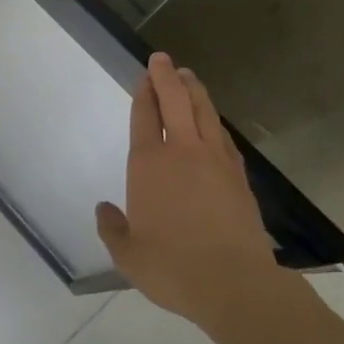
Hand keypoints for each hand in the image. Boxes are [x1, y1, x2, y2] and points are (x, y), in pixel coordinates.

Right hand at [96, 53, 282, 327]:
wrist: (234, 284)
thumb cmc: (172, 267)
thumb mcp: (127, 255)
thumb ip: (112, 228)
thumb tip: (104, 209)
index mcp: (149, 164)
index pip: (144, 116)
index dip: (144, 92)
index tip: (144, 75)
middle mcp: (181, 152)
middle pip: (175, 101)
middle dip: (167, 77)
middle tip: (163, 59)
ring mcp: (214, 161)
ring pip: (204, 112)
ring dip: (194, 91)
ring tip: (189, 76)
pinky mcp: (238, 176)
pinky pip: (223, 137)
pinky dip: (215, 121)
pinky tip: (213, 122)